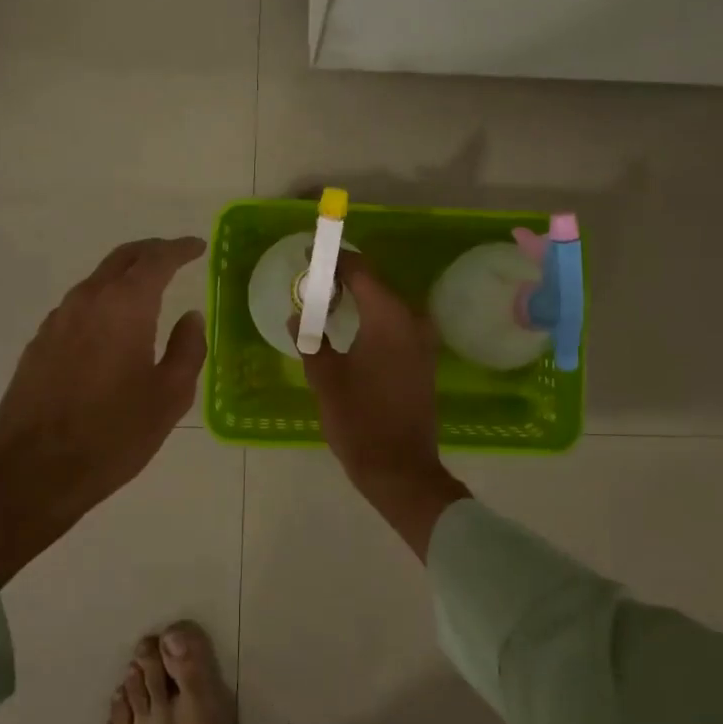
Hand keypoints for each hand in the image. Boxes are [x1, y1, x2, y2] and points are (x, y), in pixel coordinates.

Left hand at [0, 237, 207, 583]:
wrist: (31, 473)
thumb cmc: (113, 434)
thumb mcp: (169, 396)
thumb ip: (188, 349)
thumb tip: (191, 317)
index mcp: (125, 306)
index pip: (157, 259)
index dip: (180, 248)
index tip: (198, 247)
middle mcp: (88, 300)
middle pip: (122, 258)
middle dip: (151, 252)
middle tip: (176, 256)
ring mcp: (57, 320)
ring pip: (97, 280)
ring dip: (125, 277)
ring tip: (148, 291)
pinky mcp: (39, 344)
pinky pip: (79, 307)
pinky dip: (103, 301)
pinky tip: (113, 327)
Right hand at [298, 252, 468, 558]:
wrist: (401, 469)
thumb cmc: (359, 421)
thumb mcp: (325, 379)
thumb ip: (311, 341)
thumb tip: (298, 317)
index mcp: (388, 317)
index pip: (360, 270)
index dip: (335, 260)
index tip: (310, 254)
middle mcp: (412, 320)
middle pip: (376, 285)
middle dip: (345, 279)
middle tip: (313, 283)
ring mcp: (423, 341)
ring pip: (387, 306)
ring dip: (360, 300)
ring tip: (327, 305)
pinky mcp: (424, 359)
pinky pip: (397, 325)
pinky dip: (374, 320)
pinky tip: (352, 331)